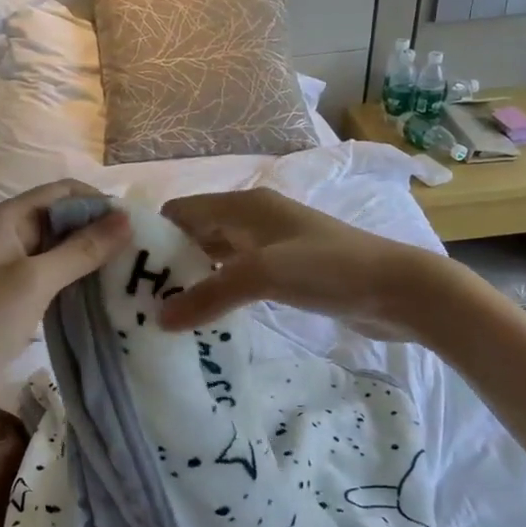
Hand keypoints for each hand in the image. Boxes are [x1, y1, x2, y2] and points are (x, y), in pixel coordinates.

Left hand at [0, 180, 130, 424]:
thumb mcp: (34, 282)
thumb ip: (81, 250)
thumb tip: (126, 219)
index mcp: (5, 218)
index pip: (63, 193)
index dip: (100, 203)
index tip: (138, 227)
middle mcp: (6, 234)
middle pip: (62, 220)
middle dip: (99, 232)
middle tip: (141, 256)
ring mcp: (7, 266)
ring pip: (58, 250)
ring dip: (90, 259)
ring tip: (130, 276)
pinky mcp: (11, 294)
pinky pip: (51, 277)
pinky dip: (76, 281)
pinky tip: (104, 295)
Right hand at [157, 188, 488, 343]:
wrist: (399, 288)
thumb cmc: (329, 268)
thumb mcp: (263, 276)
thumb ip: (209, 295)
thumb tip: (159, 320)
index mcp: (244, 206)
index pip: (182, 211)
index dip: (153, 235)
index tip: (126, 269)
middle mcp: (253, 218)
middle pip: (196, 233)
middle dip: (169, 262)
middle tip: (140, 299)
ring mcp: (271, 245)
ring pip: (217, 256)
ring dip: (193, 279)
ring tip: (164, 312)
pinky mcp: (287, 271)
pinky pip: (238, 276)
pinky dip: (218, 292)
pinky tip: (205, 318)